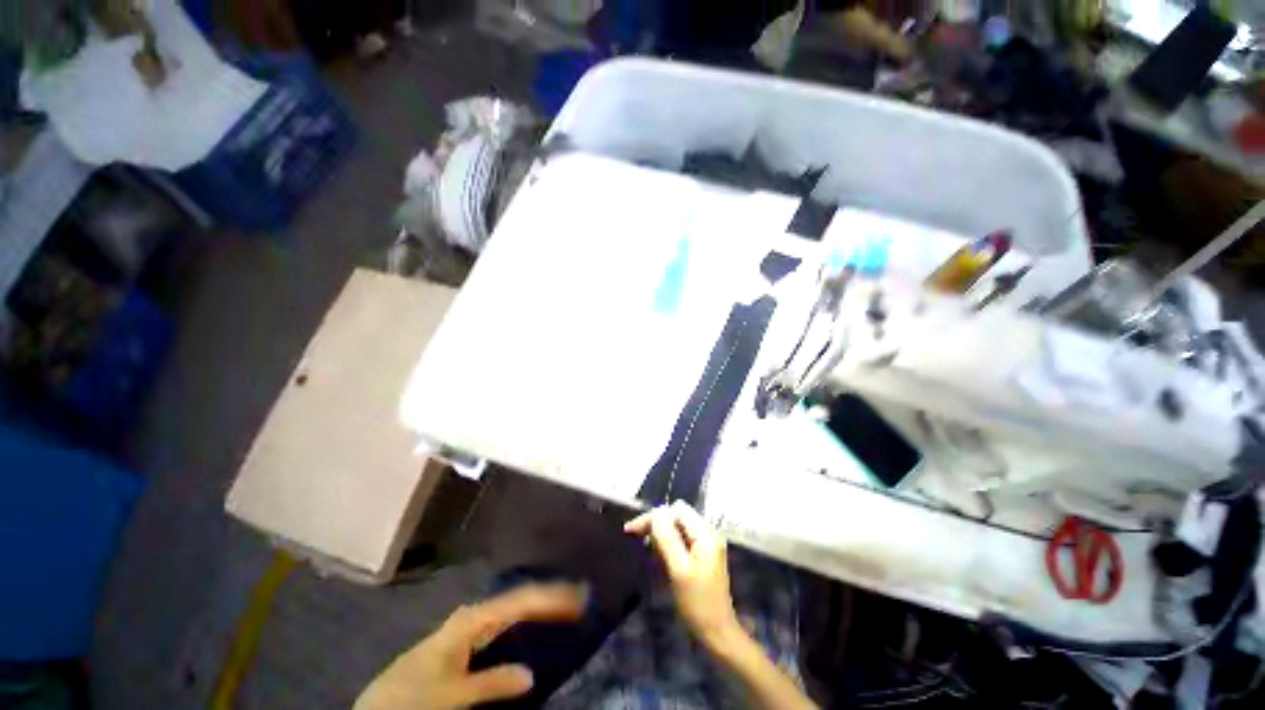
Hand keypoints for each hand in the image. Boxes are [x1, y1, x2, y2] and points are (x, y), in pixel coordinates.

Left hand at [354, 583, 586, 709]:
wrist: (378, 702)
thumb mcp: (451, 695)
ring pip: (514, 607)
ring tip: (566, 603)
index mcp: (473, 620)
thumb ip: (490, 683)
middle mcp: (475, 615)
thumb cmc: (412, 694)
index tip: (579, 596)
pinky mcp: (468, 637)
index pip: (521, 602)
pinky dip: (526, 618)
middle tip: (580, 597)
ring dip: (540, 605)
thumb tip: (531, 674)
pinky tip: (536, 621)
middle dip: (550, 596)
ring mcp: (471, 624)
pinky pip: (506, 620)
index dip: (551, 598)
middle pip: (521, 599)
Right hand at [624, 501, 739, 645]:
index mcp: (705, 532)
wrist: (718, 633)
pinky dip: (668, 543)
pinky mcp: (703, 555)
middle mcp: (708, 532)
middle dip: (656, 523)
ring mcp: (707, 544)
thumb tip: (655, 513)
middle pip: (677, 516)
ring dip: (660, 533)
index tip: (632, 530)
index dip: (653, 516)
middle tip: (634, 536)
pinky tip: (657, 555)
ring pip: (678, 527)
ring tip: (644, 546)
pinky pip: (682, 539)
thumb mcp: (678, 569)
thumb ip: (667, 537)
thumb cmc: (697, 602)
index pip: (675, 510)